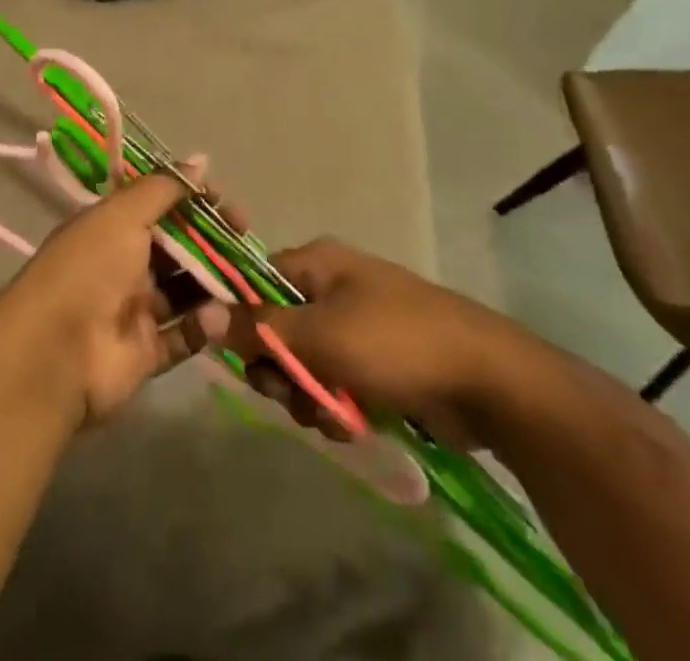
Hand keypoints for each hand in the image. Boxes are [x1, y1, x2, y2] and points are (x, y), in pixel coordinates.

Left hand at [0, 172, 227, 426]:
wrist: (56, 353)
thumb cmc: (90, 268)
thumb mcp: (123, 215)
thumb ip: (163, 189)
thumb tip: (201, 160)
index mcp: (110, 227)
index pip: (158, 206)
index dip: (192, 201)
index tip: (226, 202)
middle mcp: (121, 264)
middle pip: (175, 248)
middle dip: (211, 241)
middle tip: (246, 239)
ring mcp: (133, 310)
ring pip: (184, 292)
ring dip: (214, 284)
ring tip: (245, 279)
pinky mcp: (145, 354)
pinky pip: (183, 335)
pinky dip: (203, 327)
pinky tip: (221, 318)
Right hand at [222, 239, 537, 449]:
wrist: (489, 381)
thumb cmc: (396, 344)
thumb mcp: (319, 336)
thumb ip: (258, 328)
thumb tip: (201, 313)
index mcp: (317, 263)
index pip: (256, 283)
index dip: (244, 321)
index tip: (248, 360)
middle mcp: (333, 286)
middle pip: (278, 328)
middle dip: (281, 371)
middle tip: (294, 397)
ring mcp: (359, 324)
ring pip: (306, 362)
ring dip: (310, 396)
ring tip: (333, 419)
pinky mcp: (380, 361)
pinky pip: (337, 381)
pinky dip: (338, 406)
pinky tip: (353, 427)